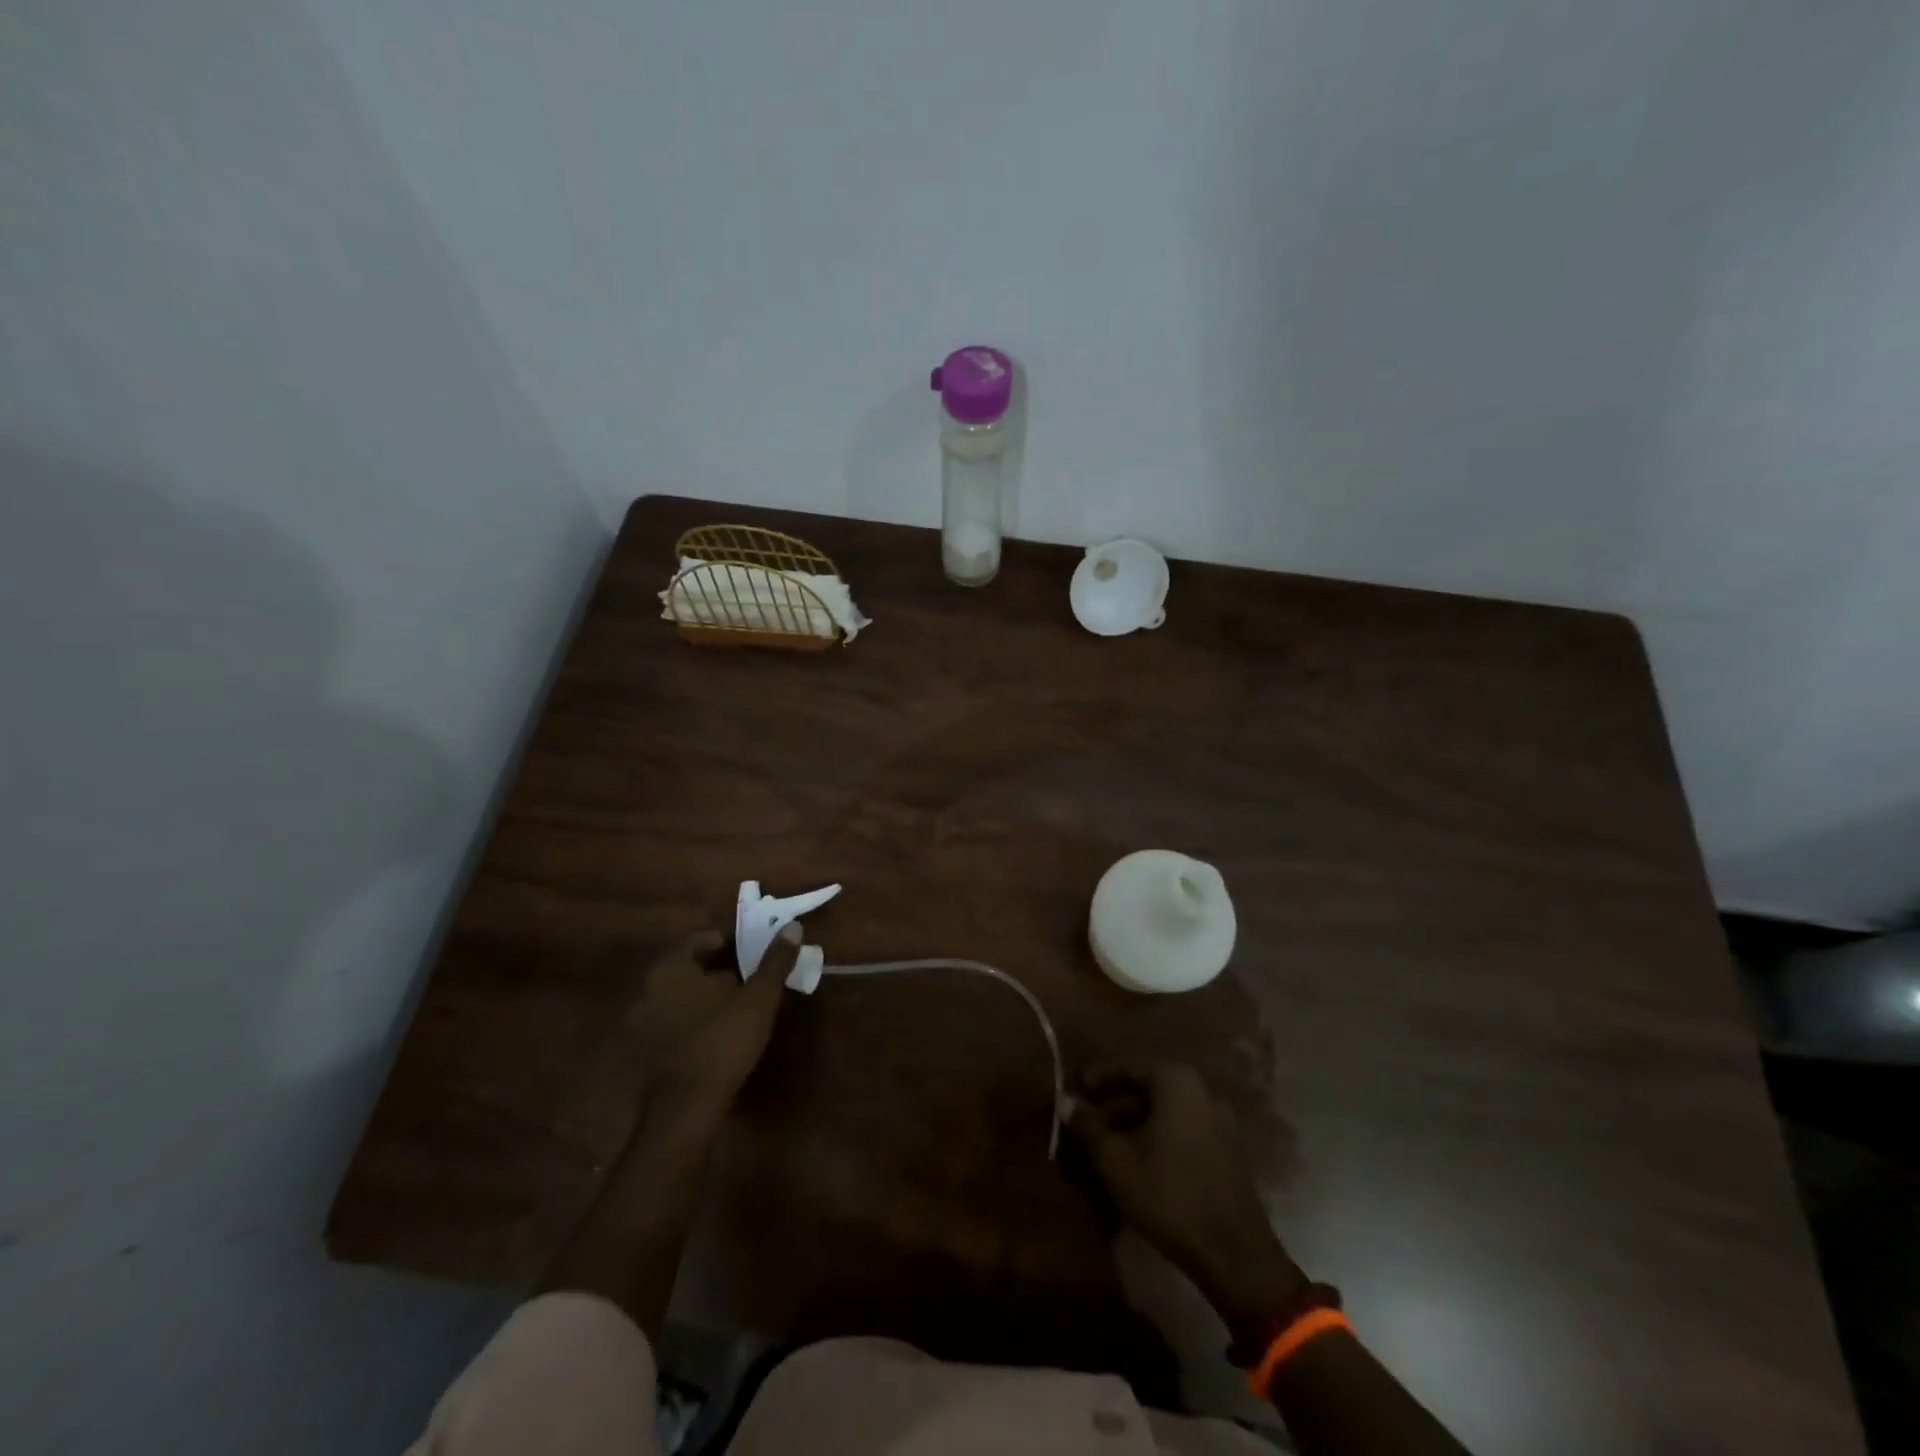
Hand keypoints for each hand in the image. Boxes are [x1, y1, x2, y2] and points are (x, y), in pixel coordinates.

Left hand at [625, 926, 799, 1117]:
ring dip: (708, 996)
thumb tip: (792, 927)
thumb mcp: (758, 998)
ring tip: (741, 1006)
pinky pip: (674, 1021)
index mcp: (671, 968)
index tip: (754, 950)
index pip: (700, 938)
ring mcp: (642, 1023)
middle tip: (752, 977)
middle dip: (721, 969)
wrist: (685, 1110)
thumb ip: (775, 961)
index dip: (730, 940)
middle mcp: (648, 989)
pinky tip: (720, 1033)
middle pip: (690, 967)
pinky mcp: (645, 1052)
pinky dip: (695, 1019)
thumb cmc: (722, 1041)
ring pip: (681, 995)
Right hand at [1069, 1063, 1304, 1338]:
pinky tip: (1138, 1162)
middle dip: (1114, 1104)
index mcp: (1176, 1081)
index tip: (1073, 1093)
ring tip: (1106, 1145)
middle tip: (1085, 1122)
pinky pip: (1183, 1130)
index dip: (1095, 1080)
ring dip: (1134, 1123)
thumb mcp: (1116, 1161)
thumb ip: (1088, 1126)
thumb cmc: (1169, 1196)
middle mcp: (1202, 1090)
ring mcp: (1220, 1120)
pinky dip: (1158, 1137)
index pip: (1126, 1067)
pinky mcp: (1228, 1150)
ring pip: (1165, 1112)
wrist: (1234, 1254)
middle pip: (1147, 1089)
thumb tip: (1066, 1101)